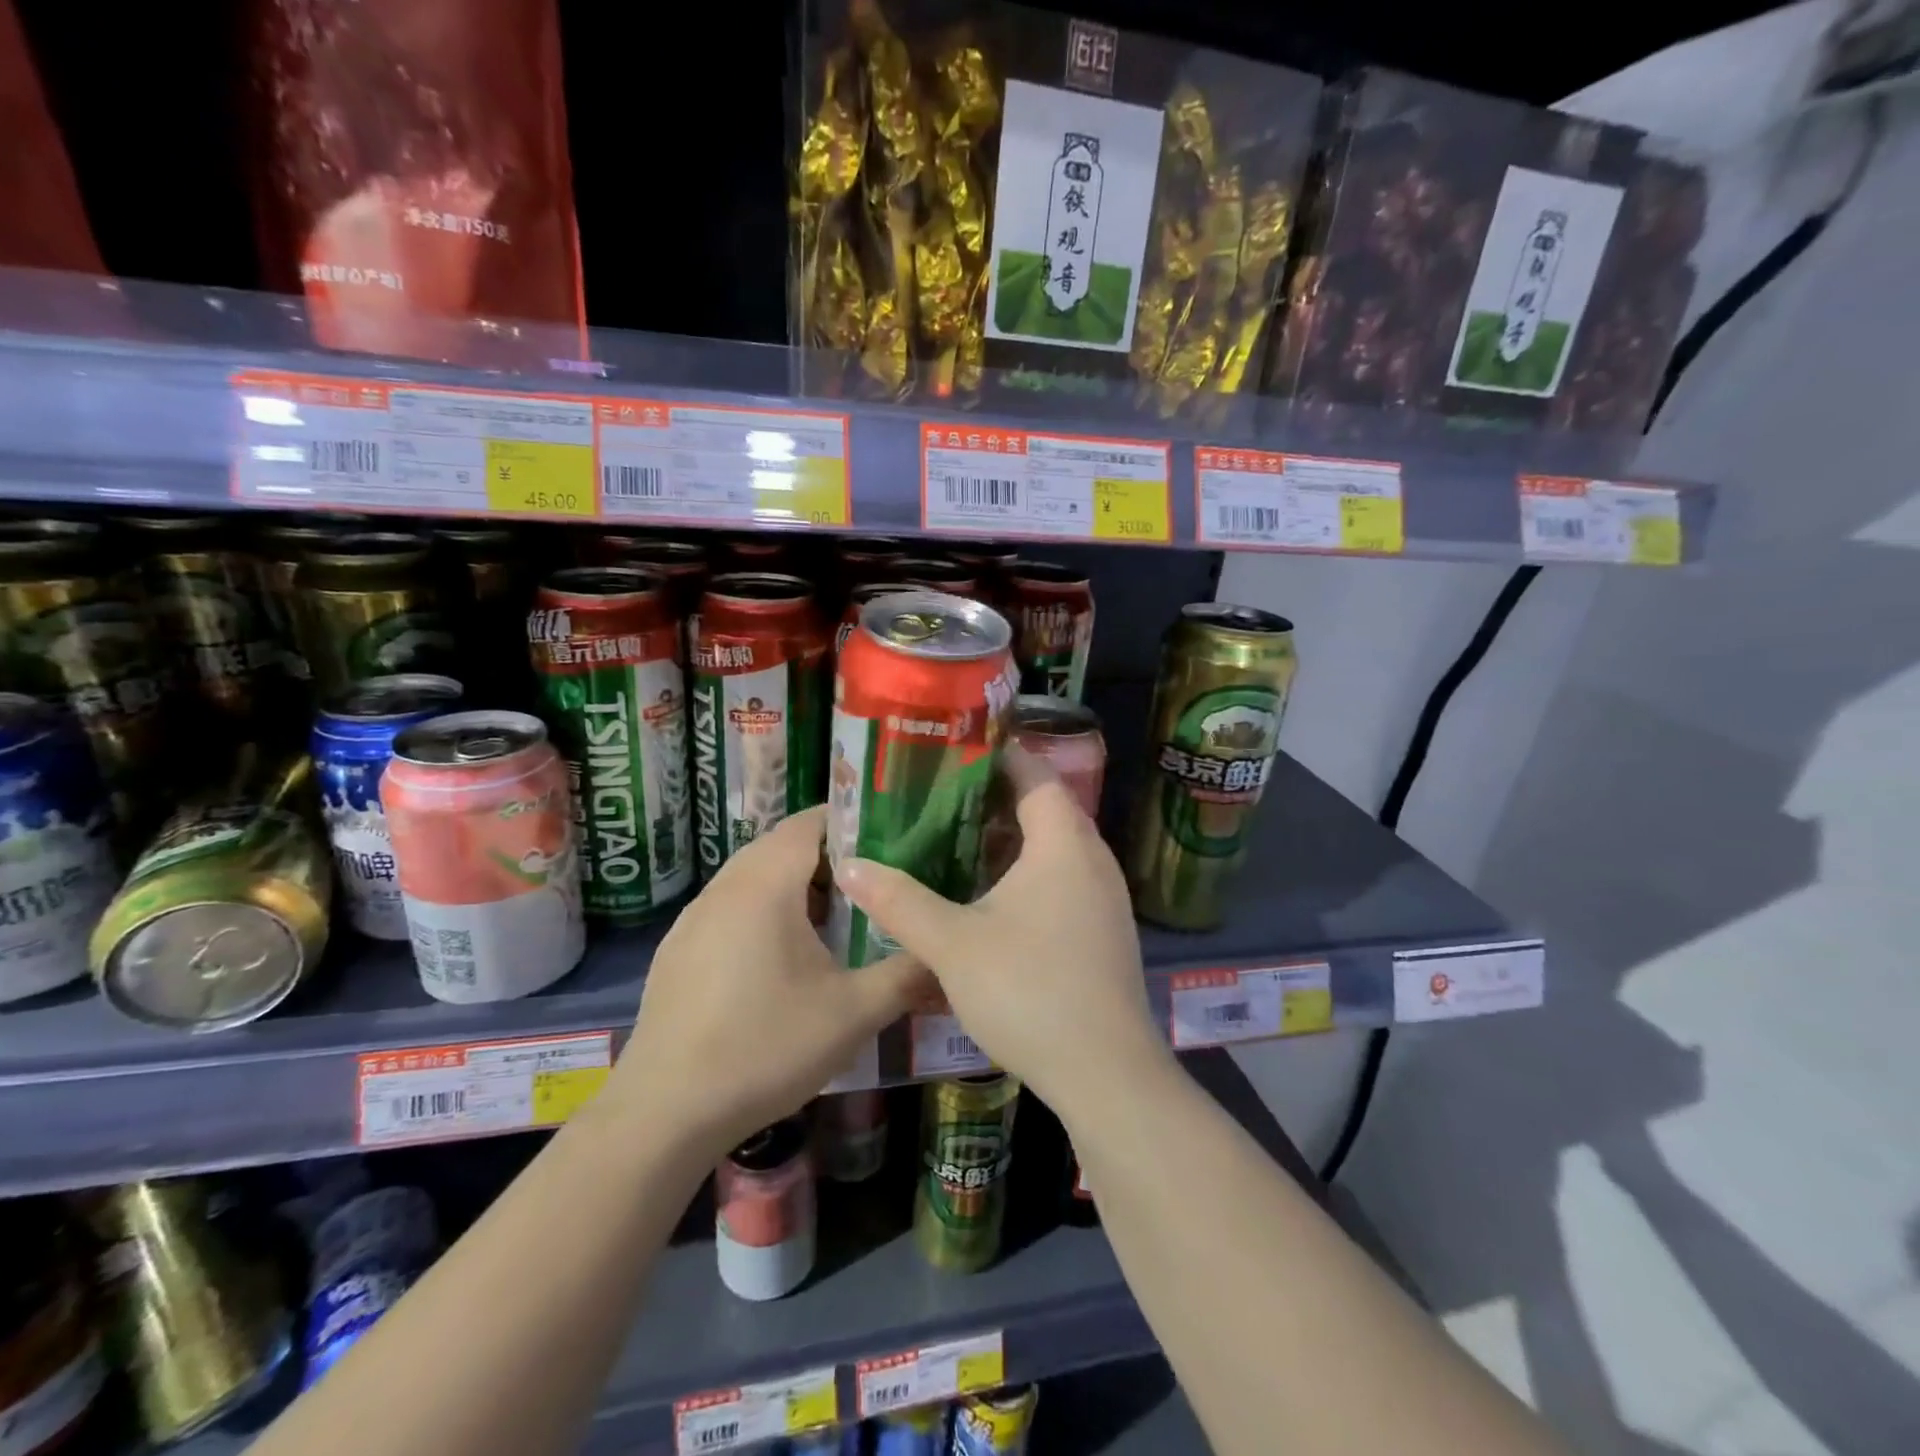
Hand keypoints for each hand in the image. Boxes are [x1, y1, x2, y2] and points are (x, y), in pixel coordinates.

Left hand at [612, 806, 923, 1156]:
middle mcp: (725, 887)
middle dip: (828, 858)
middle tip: (871, 886)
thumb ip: (907, 975)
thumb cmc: (766, 1047)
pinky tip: (781, 961)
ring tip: (833, 922)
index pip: (809, 821)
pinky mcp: (677, 949)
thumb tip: (946, 956)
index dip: (850, 821)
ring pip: (752, 877)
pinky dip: (762, 913)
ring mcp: (694, 918)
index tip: (890, 841)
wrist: (665, 1111)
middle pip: (781, 846)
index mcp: (766, 884)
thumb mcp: (853, 1013)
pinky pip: (729, 908)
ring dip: (793, 887)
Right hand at [833, 744, 1170, 1114]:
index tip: (951, 752)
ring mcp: (1104, 897)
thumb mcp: (953, 944)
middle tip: (938, 797)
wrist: (1106, 1074)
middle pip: (1045, 807)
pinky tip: (989, 897)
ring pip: (1054, 847)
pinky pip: (1063, 879)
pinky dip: (1027, 872)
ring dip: (1010, 839)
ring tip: (955, 840)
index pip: (1034, 773)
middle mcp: (1093, 859)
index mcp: (1063, 843)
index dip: (996, 756)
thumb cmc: (1029, 991)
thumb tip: (849, 864)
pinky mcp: (1102, 930)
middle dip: (993, 797)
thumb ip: (899, 901)